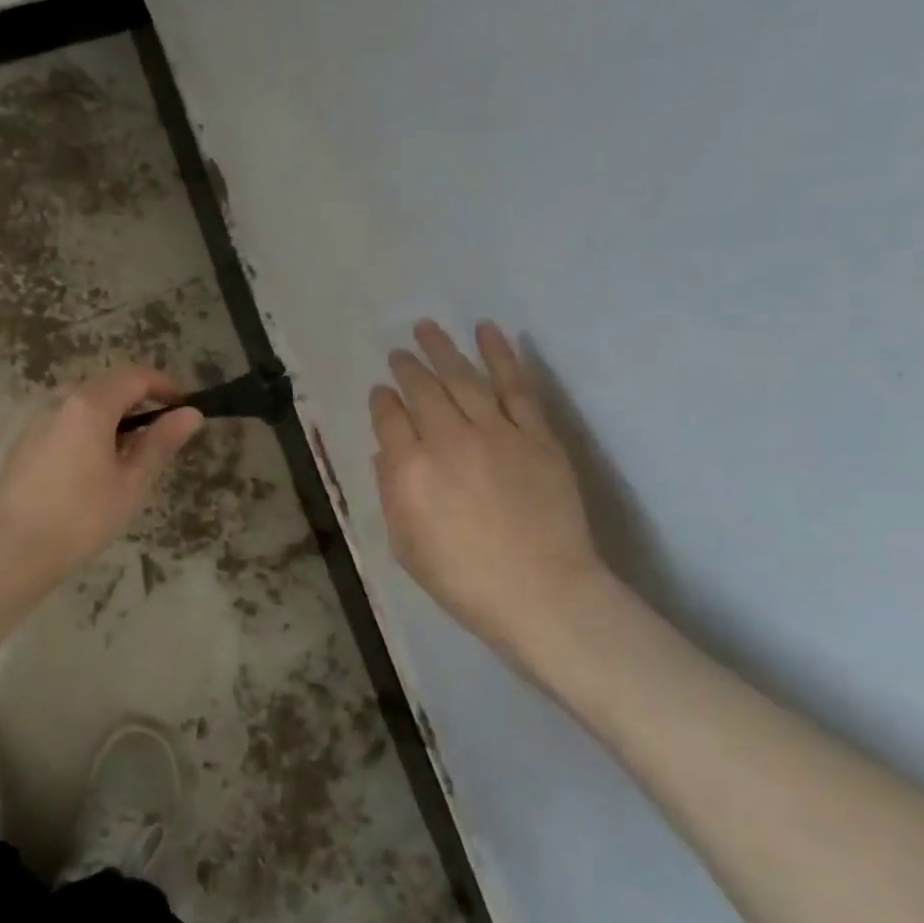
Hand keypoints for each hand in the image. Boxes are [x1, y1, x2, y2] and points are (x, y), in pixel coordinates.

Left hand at [0, 365, 202, 586]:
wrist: (10, 553)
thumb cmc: (81, 518)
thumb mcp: (132, 483)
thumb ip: (161, 442)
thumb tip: (191, 413)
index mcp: (89, 405)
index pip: (135, 376)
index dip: (164, 385)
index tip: (185, 405)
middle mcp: (59, 401)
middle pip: (108, 385)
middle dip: (139, 401)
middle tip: (162, 434)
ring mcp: (36, 420)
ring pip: (84, 404)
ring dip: (114, 417)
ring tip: (131, 455)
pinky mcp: (23, 442)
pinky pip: (65, 421)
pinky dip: (89, 430)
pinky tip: (95, 467)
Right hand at [370, 320, 604, 671]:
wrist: (542, 594)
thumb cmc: (464, 580)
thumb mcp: (406, 546)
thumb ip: (391, 493)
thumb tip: (386, 453)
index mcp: (409, 471)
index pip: (389, 419)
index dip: (382, 401)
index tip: (381, 392)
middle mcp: (447, 441)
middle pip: (422, 390)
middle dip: (407, 367)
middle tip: (399, 352)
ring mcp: (495, 433)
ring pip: (463, 378)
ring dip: (442, 349)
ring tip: (427, 327)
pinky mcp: (535, 434)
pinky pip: (515, 386)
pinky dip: (501, 355)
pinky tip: (487, 332)